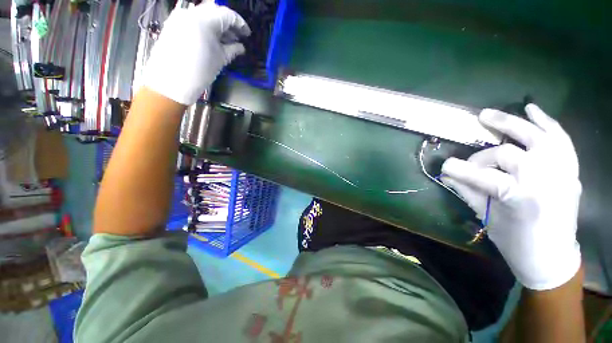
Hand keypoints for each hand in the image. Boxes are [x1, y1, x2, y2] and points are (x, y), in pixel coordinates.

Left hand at [143, 1, 250, 105]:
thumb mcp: (220, 60)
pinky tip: (212, 40)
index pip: (227, 14)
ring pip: (204, 15)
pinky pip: (194, 20)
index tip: (247, 34)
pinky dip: (206, 27)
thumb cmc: (199, 72)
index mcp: (205, 20)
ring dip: (217, 25)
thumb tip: (241, 47)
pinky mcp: (174, 24)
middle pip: (215, 11)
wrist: (170, 81)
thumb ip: (232, 49)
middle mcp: (191, 13)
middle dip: (228, 23)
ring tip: (226, 41)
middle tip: (237, 37)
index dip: (240, 24)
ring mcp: (180, 17)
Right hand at [441, 104, 581, 289]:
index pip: (484, 176)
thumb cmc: (517, 243)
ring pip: (536, 137)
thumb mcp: (489, 219)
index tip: (444, 167)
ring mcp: (563, 172)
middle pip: (508, 154)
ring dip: (511, 123)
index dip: (460, 170)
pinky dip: (545, 121)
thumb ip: (468, 192)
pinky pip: (560, 138)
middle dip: (482, 158)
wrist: (553, 256)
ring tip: (487, 115)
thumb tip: (447, 176)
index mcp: (523, 199)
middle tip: (469, 163)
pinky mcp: (570, 170)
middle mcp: (546, 180)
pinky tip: (530, 109)